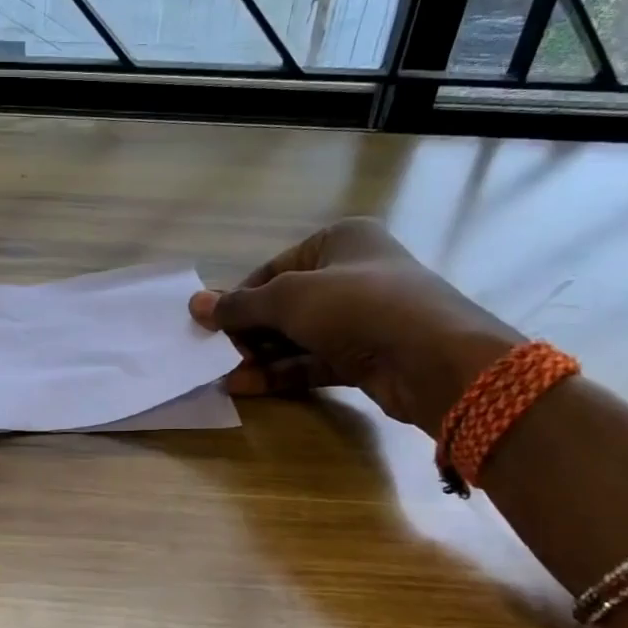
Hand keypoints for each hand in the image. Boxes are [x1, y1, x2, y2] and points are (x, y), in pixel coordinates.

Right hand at [190, 218, 519, 433]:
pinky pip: (313, 362)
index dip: (240, 298)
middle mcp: (351, 275)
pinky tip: (246, 386)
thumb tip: (195, 304)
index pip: (274, 269)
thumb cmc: (358, 306)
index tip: (210, 325)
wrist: (432, 358)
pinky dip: (281, 374)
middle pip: (284, 305)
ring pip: (297, 337)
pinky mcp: (365, 357)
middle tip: (216, 354)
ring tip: (223, 375)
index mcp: (339, 241)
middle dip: (249, 332)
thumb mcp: (290, 298)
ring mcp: (360, 319)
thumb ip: (241, 305)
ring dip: (260, 357)